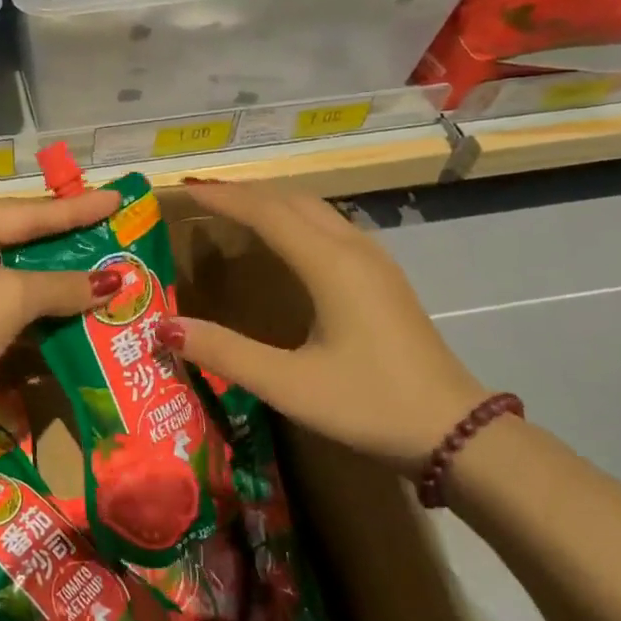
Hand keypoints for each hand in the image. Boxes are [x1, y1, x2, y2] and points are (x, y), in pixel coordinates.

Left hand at [0, 190, 123, 423]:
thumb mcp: (10, 299)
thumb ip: (63, 285)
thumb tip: (115, 281)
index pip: (29, 212)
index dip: (77, 209)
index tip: (117, 197)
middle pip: (25, 241)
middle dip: (71, 244)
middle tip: (117, 233)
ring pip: (21, 275)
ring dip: (62, 281)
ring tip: (110, 271)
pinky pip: (13, 306)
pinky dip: (44, 309)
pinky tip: (80, 310)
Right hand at [156, 180, 489, 476]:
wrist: (457, 432)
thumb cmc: (369, 405)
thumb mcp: (288, 385)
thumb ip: (224, 352)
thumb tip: (163, 326)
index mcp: (330, 265)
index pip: (266, 212)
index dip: (223, 197)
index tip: (184, 188)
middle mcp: (353, 249)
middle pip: (292, 200)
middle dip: (245, 192)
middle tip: (201, 196)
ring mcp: (375, 261)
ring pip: (316, 209)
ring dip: (273, 202)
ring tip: (235, 210)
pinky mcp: (385, 278)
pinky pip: (331, 226)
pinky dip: (296, 218)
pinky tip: (285, 241)